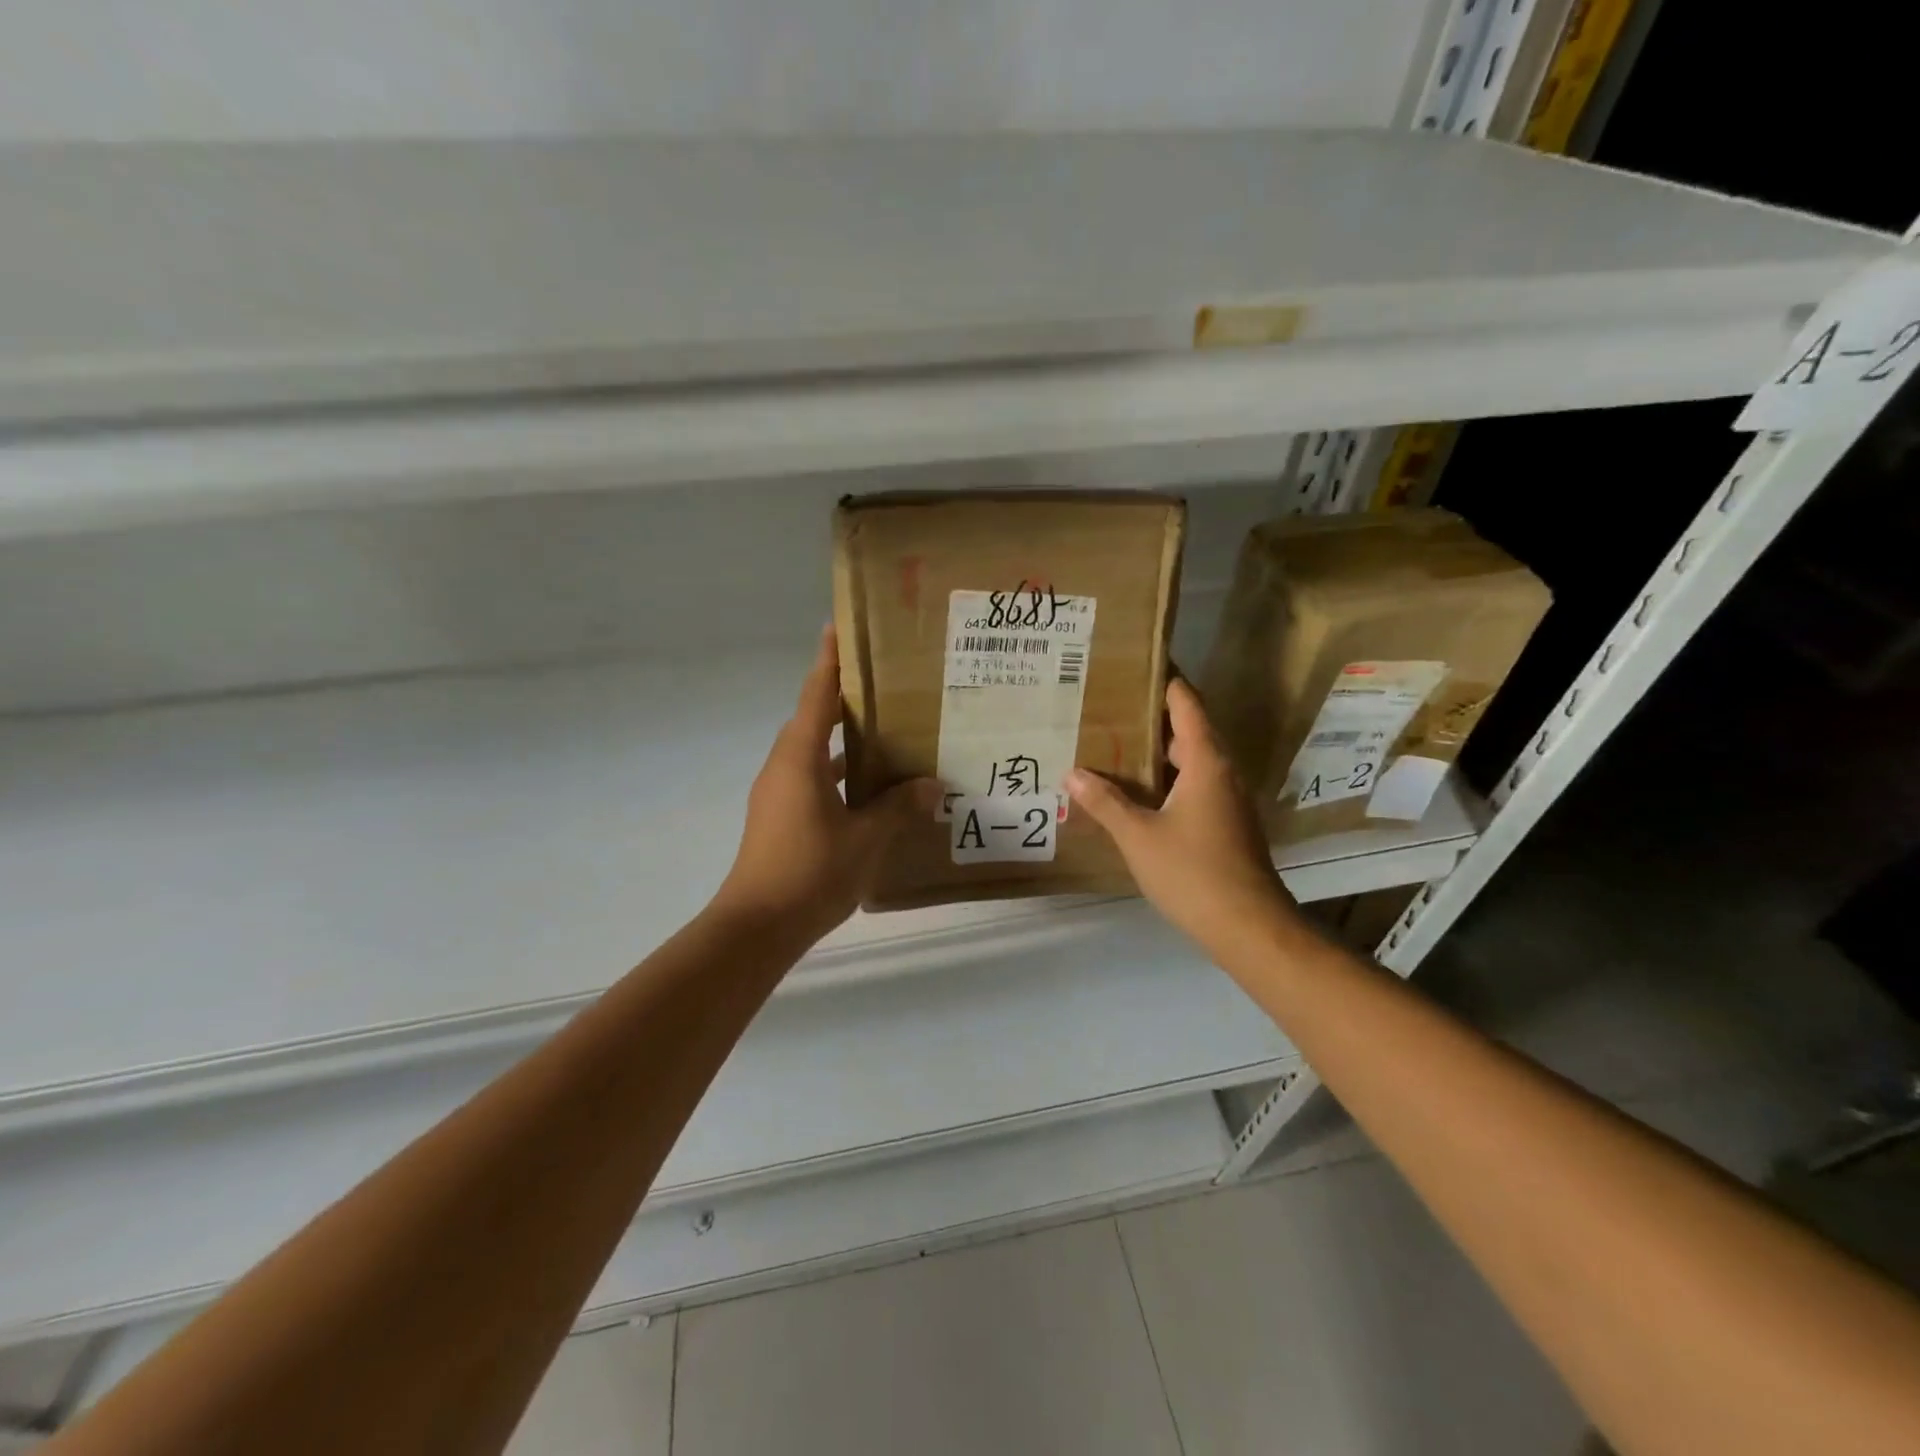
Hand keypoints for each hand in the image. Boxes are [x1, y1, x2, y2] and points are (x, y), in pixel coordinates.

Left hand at [714, 626, 939, 942]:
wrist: (757, 927)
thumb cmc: (810, 872)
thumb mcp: (866, 839)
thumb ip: (899, 807)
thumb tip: (932, 786)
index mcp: (800, 757)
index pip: (816, 693)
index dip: (829, 660)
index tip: (839, 627)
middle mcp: (784, 766)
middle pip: (814, 718)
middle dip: (845, 697)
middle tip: (886, 683)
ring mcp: (779, 793)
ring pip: (814, 751)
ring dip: (843, 738)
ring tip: (886, 731)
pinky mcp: (781, 816)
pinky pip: (813, 778)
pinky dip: (838, 772)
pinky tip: (870, 788)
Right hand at [1066, 678, 1298, 965]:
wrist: (1248, 926)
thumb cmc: (1193, 872)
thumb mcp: (1139, 836)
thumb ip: (1105, 803)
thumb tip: (1072, 774)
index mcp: (1206, 761)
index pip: (1186, 703)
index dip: (1164, 680)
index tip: (1136, 662)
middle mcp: (1222, 771)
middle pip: (1189, 728)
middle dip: (1152, 715)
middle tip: (1110, 704)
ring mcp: (1228, 798)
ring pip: (1192, 759)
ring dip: (1159, 749)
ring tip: (1116, 742)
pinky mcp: (1227, 821)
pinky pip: (1195, 782)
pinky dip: (1168, 776)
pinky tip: (1139, 789)